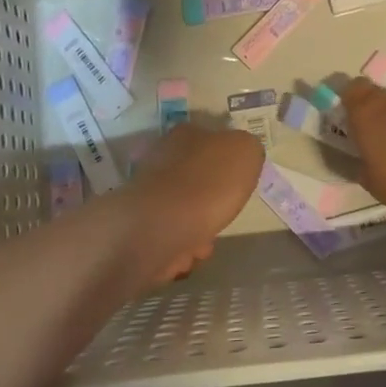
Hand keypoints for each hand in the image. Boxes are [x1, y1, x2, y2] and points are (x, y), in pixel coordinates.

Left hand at [118, 125, 263, 285]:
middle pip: (195, 176)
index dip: (227, 161)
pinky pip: (169, 234)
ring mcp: (147, 190)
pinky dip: (180, 245)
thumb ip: (247, 148)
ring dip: (197, 227)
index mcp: (187, 134)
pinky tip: (189, 252)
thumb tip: (241, 154)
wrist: (161, 227)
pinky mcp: (138, 223)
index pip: (210, 139)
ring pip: (181, 208)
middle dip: (211, 199)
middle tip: (225, 213)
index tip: (238, 182)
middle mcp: (161, 156)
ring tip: (207, 241)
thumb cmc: (210, 183)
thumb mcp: (247, 152)